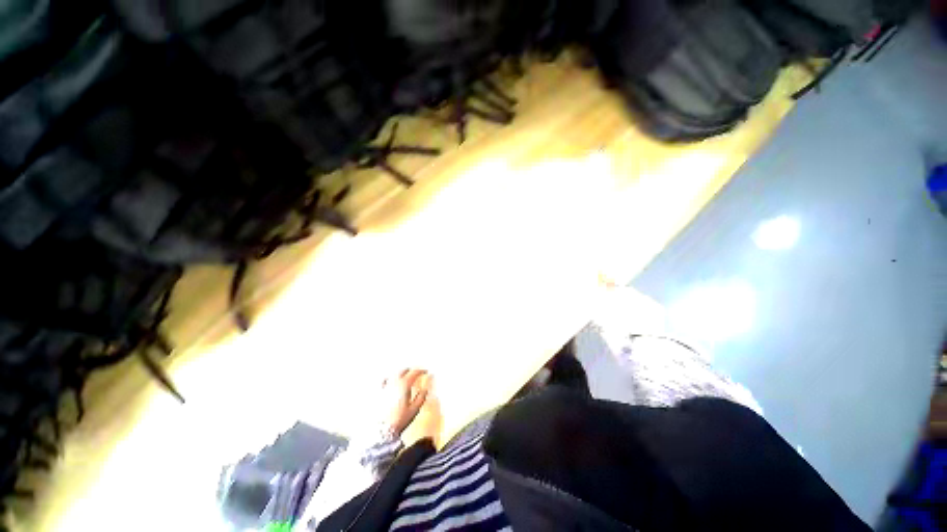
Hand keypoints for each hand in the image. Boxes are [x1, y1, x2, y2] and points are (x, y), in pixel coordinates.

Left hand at [381, 369, 430, 436]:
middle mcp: (394, 382)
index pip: (414, 372)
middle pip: (403, 370)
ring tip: (405, 376)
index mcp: (404, 384)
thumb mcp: (414, 410)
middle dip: (411, 371)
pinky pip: (384, 380)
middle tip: (416, 374)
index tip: (426, 372)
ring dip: (401, 373)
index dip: (421, 371)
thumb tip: (425, 388)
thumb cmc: (399, 420)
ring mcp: (384, 386)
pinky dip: (389, 378)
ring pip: (394, 374)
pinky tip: (390, 381)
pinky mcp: (377, 392)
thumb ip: (421, 397)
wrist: (380, 431)